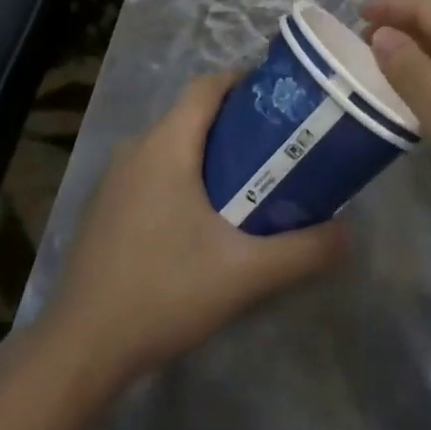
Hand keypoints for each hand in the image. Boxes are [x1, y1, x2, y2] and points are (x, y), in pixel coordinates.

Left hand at [44, 72, 346, 386]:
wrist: (82, 347)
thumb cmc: (164, 292)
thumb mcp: (245, 274)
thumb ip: (302, 251)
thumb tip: (348, 233)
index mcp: (165, 146)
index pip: (207, 87)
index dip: (244, 82)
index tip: (281, 99)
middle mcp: (135, 149)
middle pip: (191, 115)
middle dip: (235, 122)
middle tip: (278, 145)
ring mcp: (114, 180)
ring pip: (170, 145)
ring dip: (208, 152)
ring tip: (250, 180)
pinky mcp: (105, 208)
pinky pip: (151, 171)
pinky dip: (182, 175)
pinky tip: (203, 219)